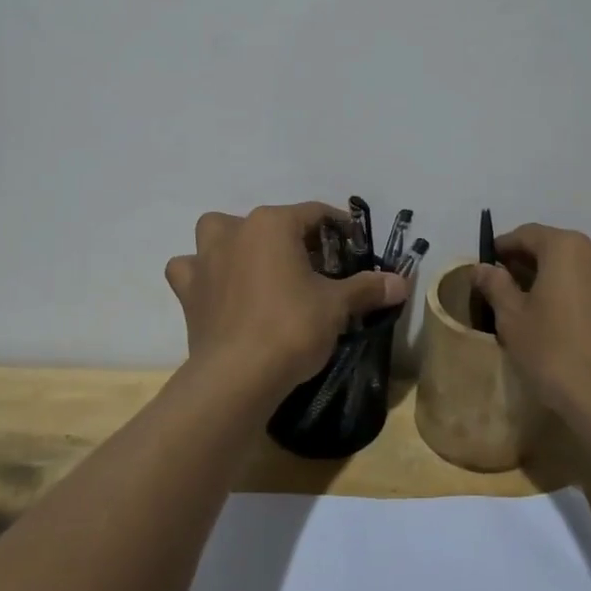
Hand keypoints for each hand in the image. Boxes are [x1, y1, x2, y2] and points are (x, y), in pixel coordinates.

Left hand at [165, 203, 407, 396]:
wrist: (237, 377)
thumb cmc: (291, 328)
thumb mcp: (336, 306)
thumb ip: (367, 288)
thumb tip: (402, 282)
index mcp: (272, 223)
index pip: (314, 213)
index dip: (339, 227)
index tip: (355, 245)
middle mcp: (235, 230)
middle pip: (269, 221)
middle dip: (292, 237)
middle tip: (314, 266)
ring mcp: (205, 258)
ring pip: (218, 233)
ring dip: (235, 243)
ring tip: (257, 269)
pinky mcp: (187, 290)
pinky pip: (190, 269)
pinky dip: (202, 275)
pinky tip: (218, 291)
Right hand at [471, 223, 590, 415]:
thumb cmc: (555, 351)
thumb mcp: (512, 319)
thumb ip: (496, 286)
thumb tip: (482, 268)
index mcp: (567, 248)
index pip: (528, 234)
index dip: (503, 246)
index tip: (487, 264)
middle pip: (557, 250)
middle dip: (529, 264)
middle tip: (506, 287)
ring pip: (580, 272)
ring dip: (555, 282)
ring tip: (534, 310)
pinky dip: (577, 300)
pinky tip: (565, 329)